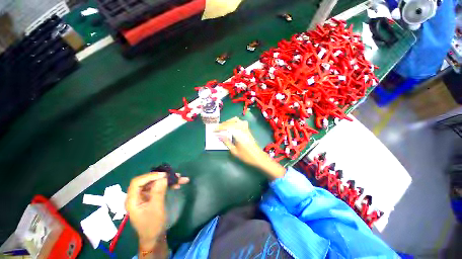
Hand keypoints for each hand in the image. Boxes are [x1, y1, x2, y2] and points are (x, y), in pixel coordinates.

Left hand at [125, 172, 188, 248]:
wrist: (155, 237)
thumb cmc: (152, 225)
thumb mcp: (156, 208)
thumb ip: (158, 192)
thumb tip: (163, 177)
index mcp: (133, 199)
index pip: (137, 182)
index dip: (150, 176)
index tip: (164, 175)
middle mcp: (137, 196)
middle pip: (148, 181)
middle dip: (162, 177)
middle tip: (175, 175)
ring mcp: (145, 196)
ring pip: (156, 183)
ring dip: (168, 180)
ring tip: (180, 178)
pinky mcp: (152, 197)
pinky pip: (160, 188)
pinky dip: (168, 185)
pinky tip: (177, 185)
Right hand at [216, 117, 285, 179]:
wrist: (258, 157)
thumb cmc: (246, 156)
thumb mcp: (234, 151)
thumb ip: (226, 142)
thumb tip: (219, 135)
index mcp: (239, 134)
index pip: (227, 127)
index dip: (219, 128)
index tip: (214, 130)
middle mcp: (242, 129)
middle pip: (231, 122)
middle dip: (223, 124)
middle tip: (217, 129)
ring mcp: (246, 128)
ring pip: (236, 119)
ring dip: (228, 121)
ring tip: (223, 127)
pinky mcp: (248, 129)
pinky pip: (240, 121)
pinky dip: (234, 121)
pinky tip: (232, 126)